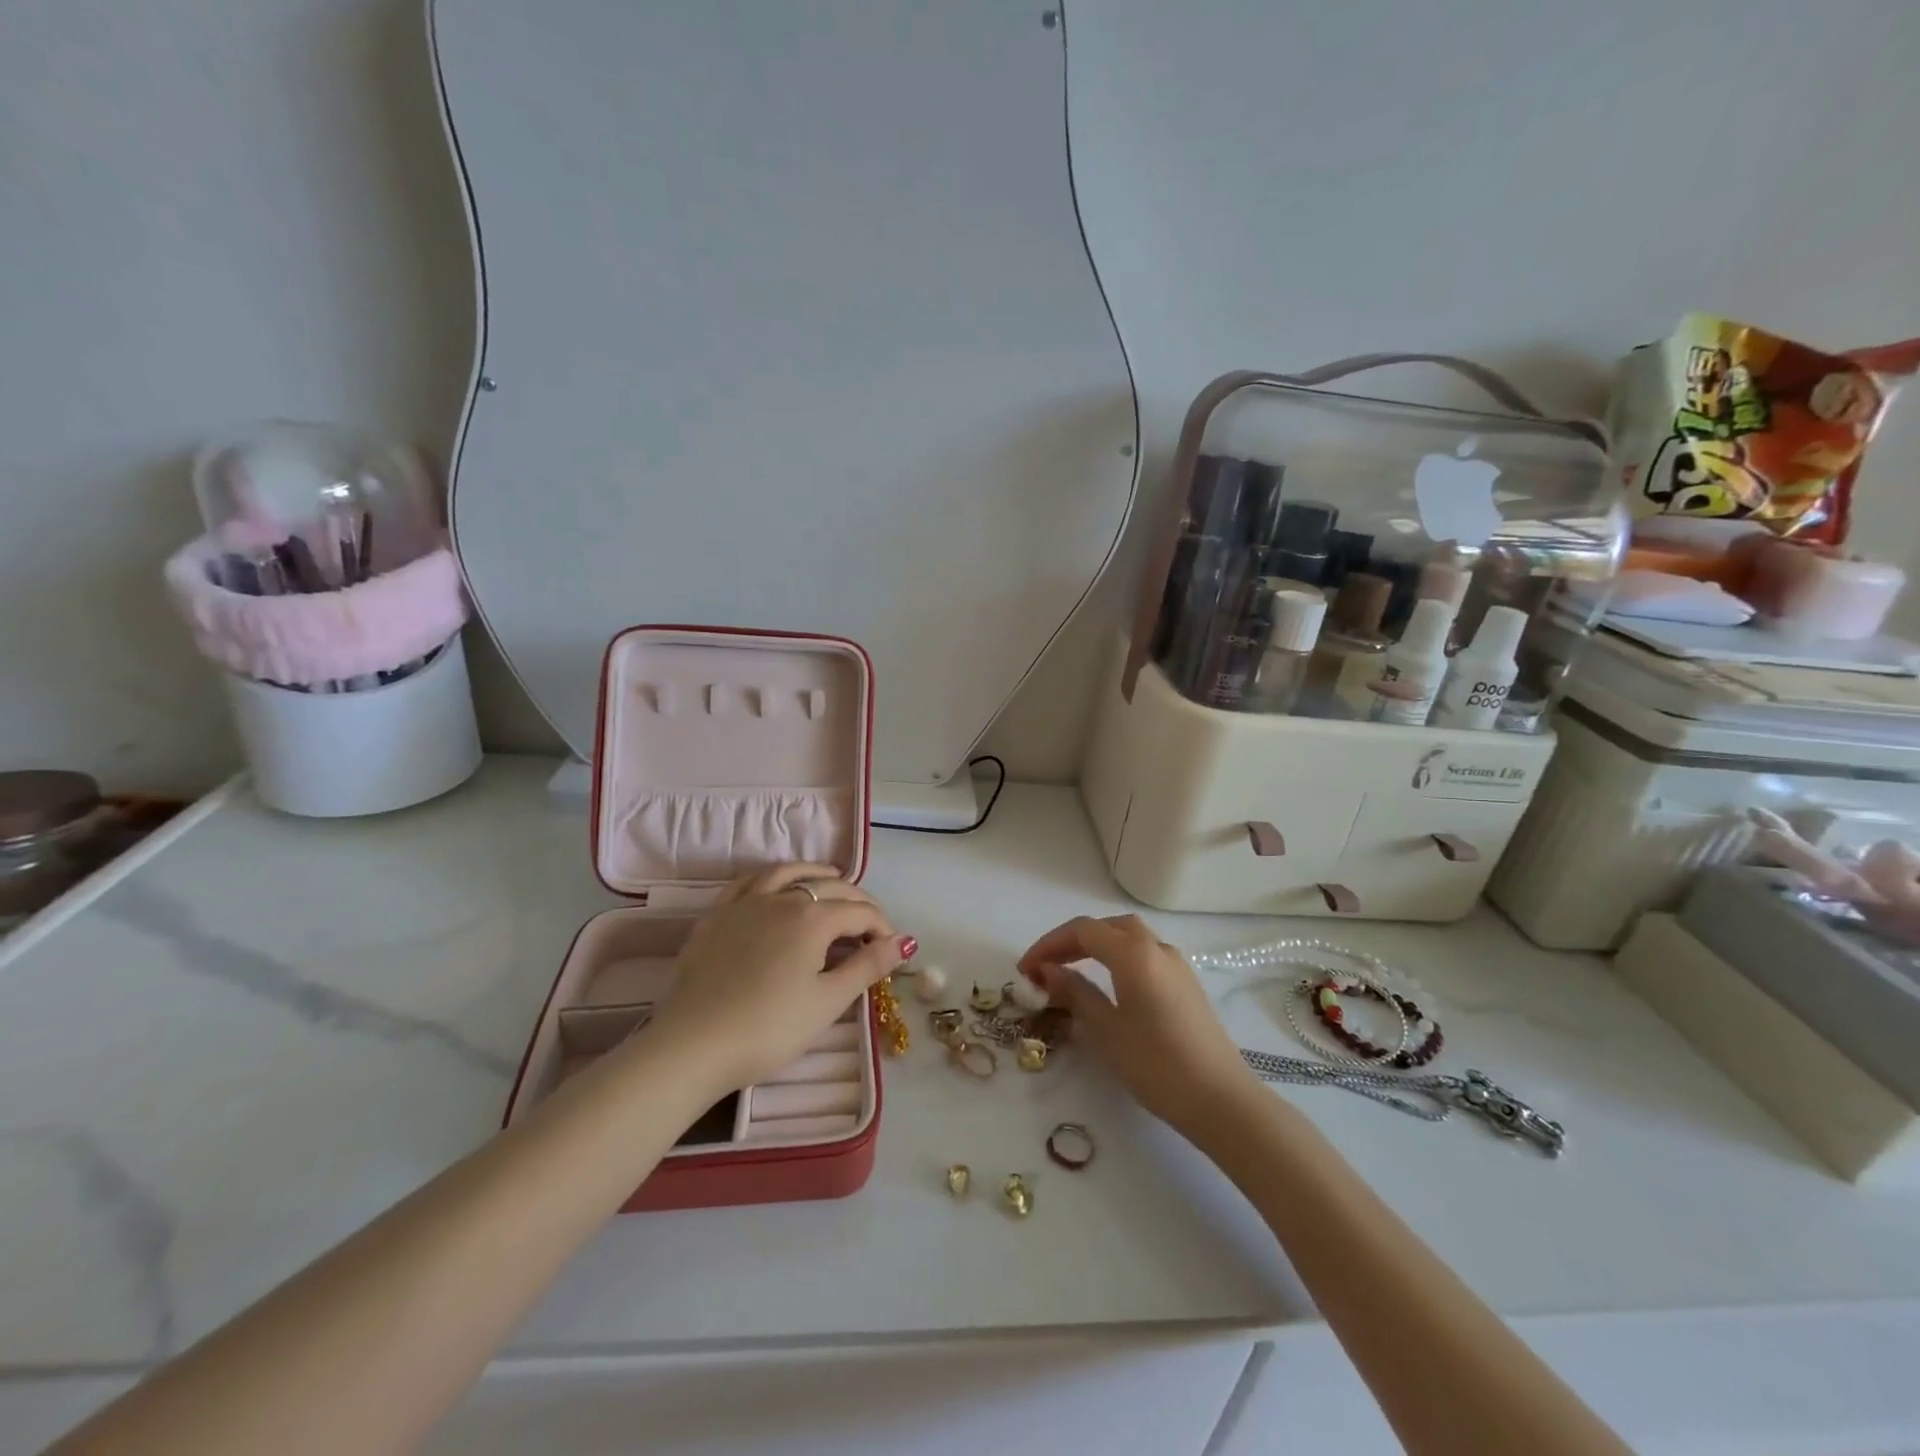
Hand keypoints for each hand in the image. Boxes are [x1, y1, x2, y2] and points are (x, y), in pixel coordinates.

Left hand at [644, 863, 912, 1094]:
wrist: (693, 1045)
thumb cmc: (769, 1028)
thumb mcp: (827, 1002)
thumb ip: (868, 966)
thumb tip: (904, 942)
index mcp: (813, 918)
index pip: (860, 912)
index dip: (883, 927)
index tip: (892, 950)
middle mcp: (782, 898)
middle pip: (830, 887)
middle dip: (858, 901)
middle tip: (871, 924)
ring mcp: (745, 903)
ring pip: (788, 873)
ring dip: (816, 873)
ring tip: (832, 876)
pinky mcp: (716, 915)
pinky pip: (748, 881)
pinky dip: (771, 876)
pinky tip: (776, 883)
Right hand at [1018, 914, 1258, 1136]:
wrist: (1221, 1100)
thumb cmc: (1156, 1064)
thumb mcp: (1106, 1029)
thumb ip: (1075, 992)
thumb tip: (1048, 970)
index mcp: (1134, 952)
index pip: (1082, 931)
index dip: (1049, 945)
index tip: (1025, 970)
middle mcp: (1156, 947)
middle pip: (1106, 927)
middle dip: (1071, 941)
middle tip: (1046, 967)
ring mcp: (1176, 965)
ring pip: (1128, 938)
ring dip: (1096, 947)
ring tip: (1071, 972)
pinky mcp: (1186, 984)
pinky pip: (1144, 955)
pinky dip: (1118, 958)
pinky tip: (1108, 985)